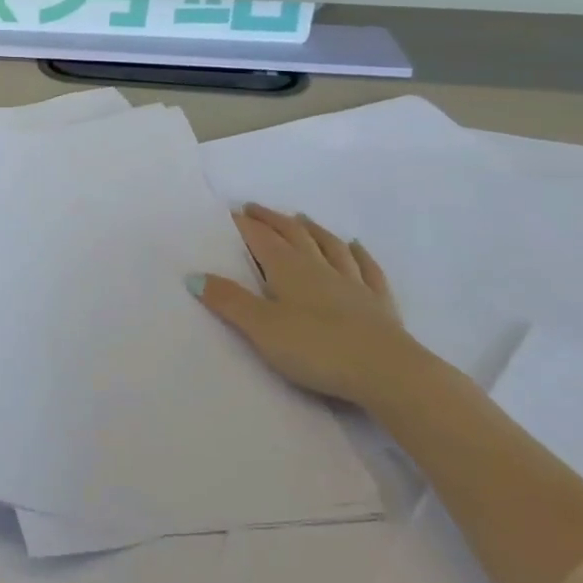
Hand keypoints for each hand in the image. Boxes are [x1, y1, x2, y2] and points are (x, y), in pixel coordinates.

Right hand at [188, 203, 428, 408]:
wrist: (388, 374)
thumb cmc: (316, 348)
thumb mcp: (261, 327)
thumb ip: (228, 301)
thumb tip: (194, 276)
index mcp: (288, 269)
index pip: (261, 238)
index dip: (244, 225)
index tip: (229, 214)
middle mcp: (319, 267)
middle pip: (294, 234)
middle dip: (272, 220)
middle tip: (255, 209)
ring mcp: (353, 284)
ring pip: (330, 246)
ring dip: (313, 229)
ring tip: (301, 218)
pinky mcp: (379, 304)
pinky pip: (368, 270)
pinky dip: (359, 254)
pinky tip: (356, 246)